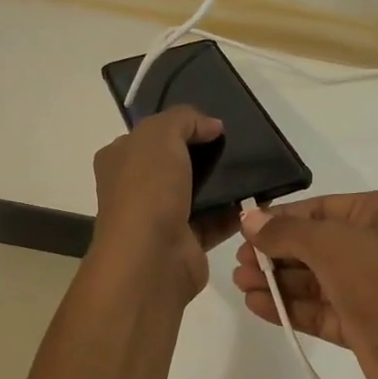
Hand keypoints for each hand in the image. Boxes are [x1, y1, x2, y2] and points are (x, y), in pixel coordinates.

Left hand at [90, 105, 237, 297]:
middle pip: (175, 163)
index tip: (212, 125)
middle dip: (204, 154)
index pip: (148, 136)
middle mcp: (136, 189)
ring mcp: (161, 218)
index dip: (179, 126)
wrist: (152, 258)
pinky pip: (216, 221)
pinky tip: (257, 198)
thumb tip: (212, 125)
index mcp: (119, 160)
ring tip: (253, 168)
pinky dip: (235, 211)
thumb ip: (185, 120)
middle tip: (237, 145)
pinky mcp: (187, 242)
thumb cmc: (147, 190)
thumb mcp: (160, 135)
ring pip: (197, 192)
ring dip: (223, 183)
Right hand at [233, 192, 377, 378]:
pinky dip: (290, 307)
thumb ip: (286, 232)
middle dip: (275, 253)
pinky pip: (320, 311)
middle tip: (238, 263)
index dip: (281, 218)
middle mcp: (377, 246)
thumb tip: (249, 217)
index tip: (244, 230)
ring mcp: (371, 288)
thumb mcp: (332, 243)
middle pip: (315, 245)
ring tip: (240, 283)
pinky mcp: (363, 326)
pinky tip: (257, 305)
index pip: (320, 209)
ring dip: (278, 281)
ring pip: (315, 280)